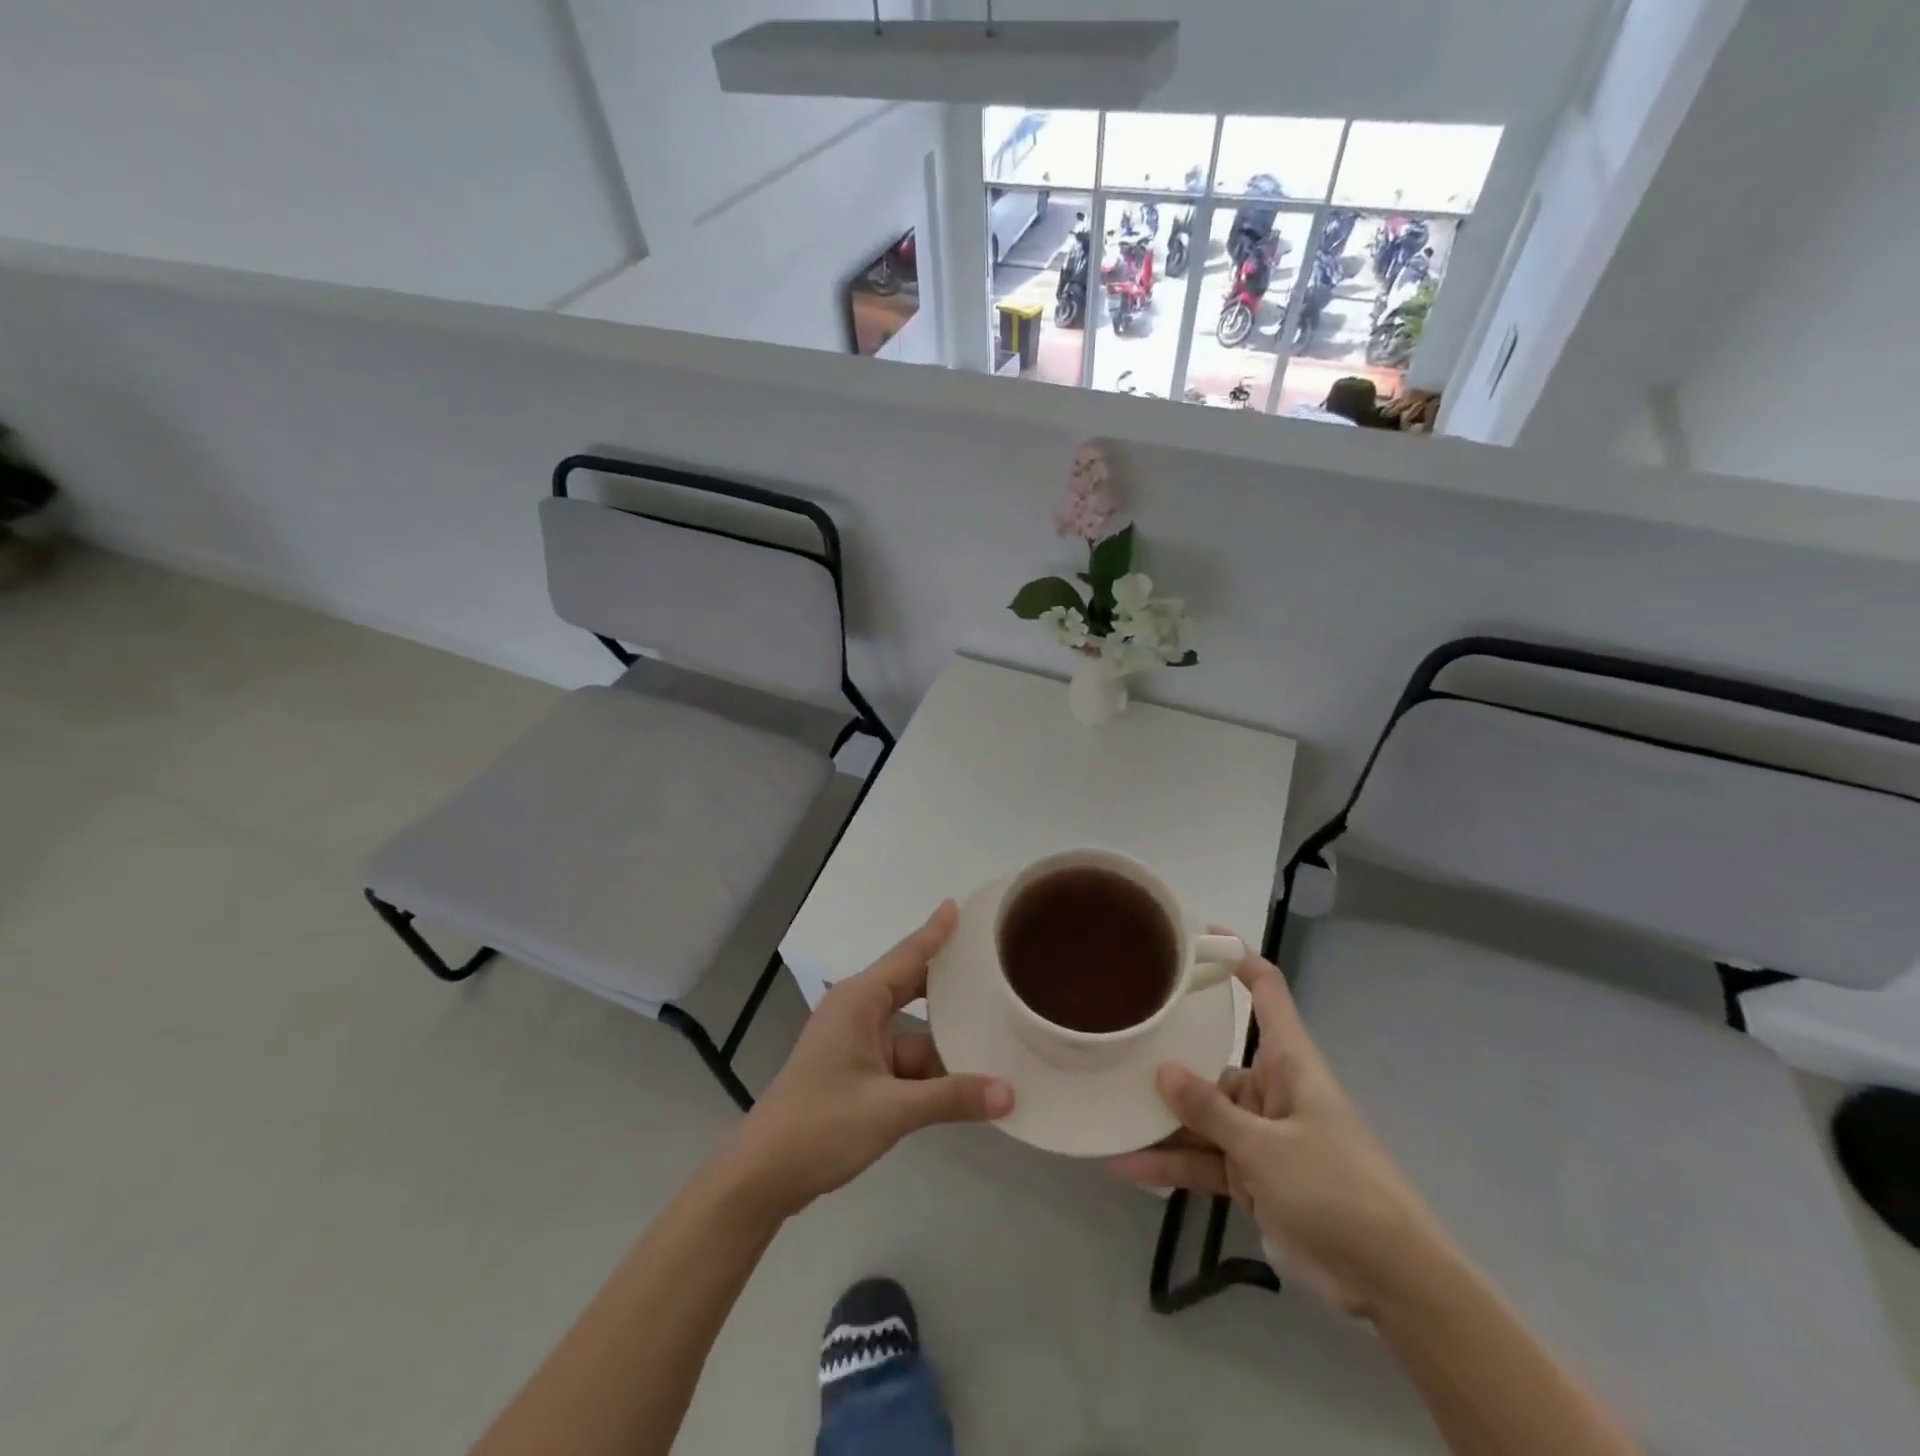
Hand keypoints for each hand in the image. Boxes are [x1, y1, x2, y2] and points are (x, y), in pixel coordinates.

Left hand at [722, 901, 1013, 1218]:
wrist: (761, 1176)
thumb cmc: (821, 1125)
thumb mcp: (891, 1110)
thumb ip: (952, 1098)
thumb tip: (1010, 1093)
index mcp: (860, 1001)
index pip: (909, 955)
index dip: (936, 931)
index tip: (961, 905)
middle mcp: (858, 1012)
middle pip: (914, 989)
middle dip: (951, 986)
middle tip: (996, 971)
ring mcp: (856, 1044)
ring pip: (913, 1033)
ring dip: (946, 1042)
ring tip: (997, 1035)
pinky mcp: (856, 1073)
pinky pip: (903, 1061)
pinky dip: (930, 1072)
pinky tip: (966, 1083)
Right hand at [1108, 945, 1454, 1318]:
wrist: (1393, 1281)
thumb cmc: (1338, 1189)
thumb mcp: (1267, 1148)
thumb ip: (1211, 1110)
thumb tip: (1162, 1069)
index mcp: (1289, 1063)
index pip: (1267, 992)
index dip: (1238, 959)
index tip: (1199, 936)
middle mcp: (1272, 1089)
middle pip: (1214, 1060)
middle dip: (1170, 1057)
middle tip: (1116, 1041)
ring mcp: (1261, 1135)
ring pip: (1203, 1115)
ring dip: (1163, 1120)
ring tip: (1109, 1108)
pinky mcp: (1254, 1176)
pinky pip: (1205, 1160)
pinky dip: (1172, 1164)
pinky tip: (1127, 1166)